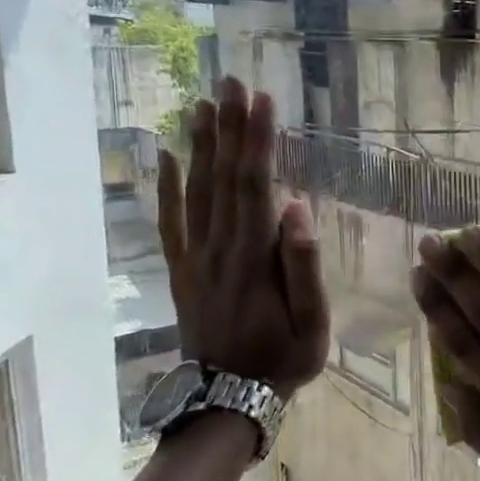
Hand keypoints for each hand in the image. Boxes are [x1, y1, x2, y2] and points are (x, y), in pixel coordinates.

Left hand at [157, 78, 327, 396]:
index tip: (261, 101)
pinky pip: (170, 222)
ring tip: (202, 103)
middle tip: (229, 81)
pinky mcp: (182, 269)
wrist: (227, 399)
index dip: (258, 142)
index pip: (256, 186)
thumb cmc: (281, 359)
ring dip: (200, 145)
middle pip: (223, 178)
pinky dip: (167, 187)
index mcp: (253, 258)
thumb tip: (296, 208)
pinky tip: (167, 156)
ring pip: (196, 191)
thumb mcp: (312, 323)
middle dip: (228, 128)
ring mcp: (195, 258)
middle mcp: (218, 248)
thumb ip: (304, 266)